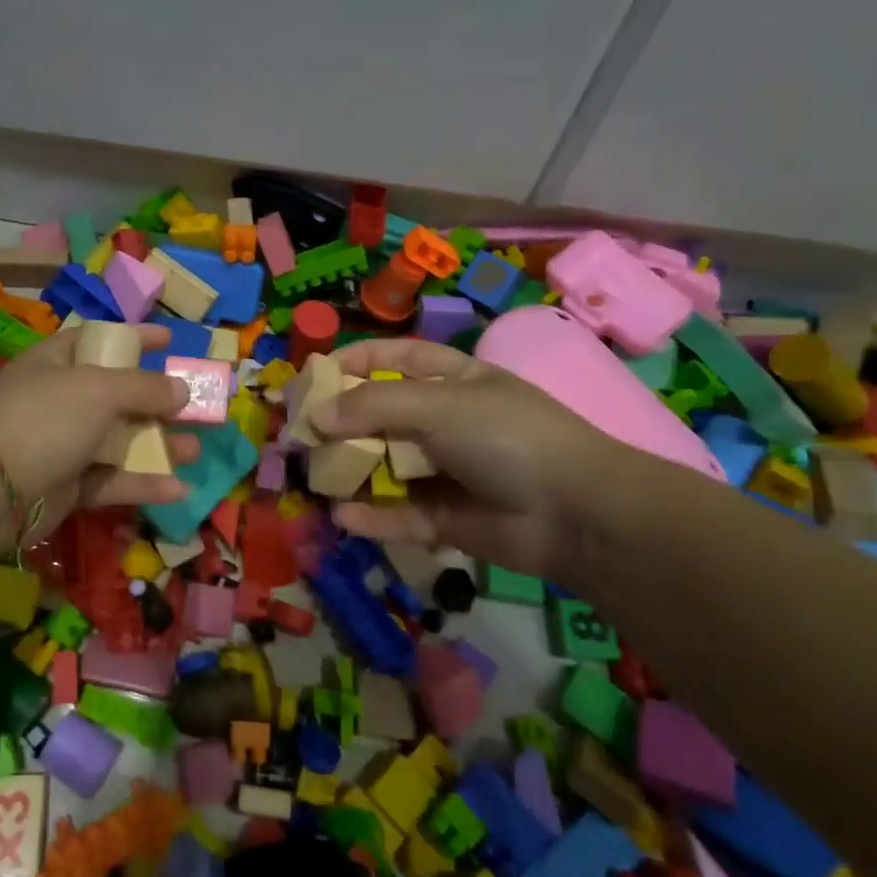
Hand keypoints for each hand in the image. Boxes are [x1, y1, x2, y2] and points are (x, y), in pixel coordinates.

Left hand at [0, 324, 195, 540]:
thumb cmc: (45, 419)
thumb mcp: (99, 389)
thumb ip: (145, 387)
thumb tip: (182, 389)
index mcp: (56, 363)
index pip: (100, 340)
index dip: (134, 338)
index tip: (170, 340)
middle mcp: (60, 401)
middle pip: (117, 396)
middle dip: (157, 402)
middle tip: (194, 406)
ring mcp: (62, 445)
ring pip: (119, 442)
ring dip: (158, 445)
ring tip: (195, 449)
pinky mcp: (67, 487)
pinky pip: (111, 481)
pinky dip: (142, 484)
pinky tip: (178, 488)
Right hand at [310, 339, 623, 577]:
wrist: (576, 514)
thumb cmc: (507, 436)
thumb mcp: (438, 404)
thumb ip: (372, 406)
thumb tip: (315, 416)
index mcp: (455, 380)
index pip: (399, 357)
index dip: (358, 360)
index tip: (316, 372)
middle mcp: (447, 422)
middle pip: (382, 415)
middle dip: (342, 422)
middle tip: (300, 432)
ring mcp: (446, 472)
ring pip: (386, 467)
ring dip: (351, 471)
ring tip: (314, 475)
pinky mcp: (446, 519)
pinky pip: (399, 514)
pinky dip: (372, 516)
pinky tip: (344, 515)